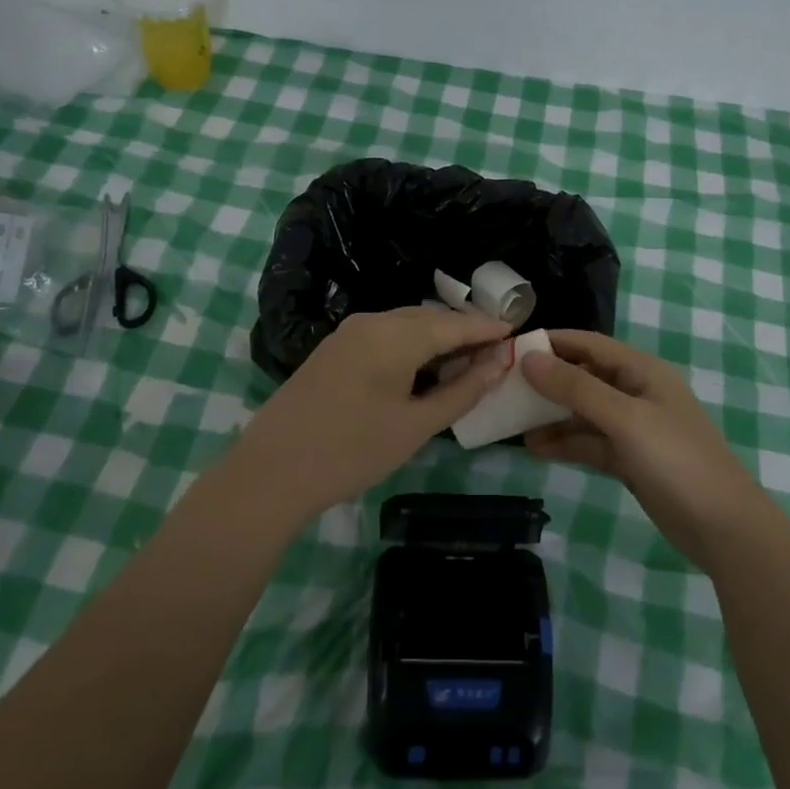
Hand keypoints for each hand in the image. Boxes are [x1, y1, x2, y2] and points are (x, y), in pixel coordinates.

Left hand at [228, 306, 511, 522]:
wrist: (272, 470)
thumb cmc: (352, 450)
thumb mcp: (415, 426)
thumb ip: (461, 391)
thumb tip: (498, 363)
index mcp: (396, 334)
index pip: (455, 323)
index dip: (488, 329)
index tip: (517, 334)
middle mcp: (373, 321)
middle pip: (430, 318)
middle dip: (464, 331)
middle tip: (495, 352)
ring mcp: (349, 332)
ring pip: (406, 324)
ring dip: (437, 337)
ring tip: (465, 361)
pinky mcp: (334, 348)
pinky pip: (385, 334)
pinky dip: (412, 344)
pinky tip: (422, 367)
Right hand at [521, 330, 773, 570]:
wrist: (723, 527)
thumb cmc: (676, 460)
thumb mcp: (624, 418)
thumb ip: (576, 388)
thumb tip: (529, 359)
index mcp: (641, 371)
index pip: (589, 344)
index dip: (552, 343)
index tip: (511, 348)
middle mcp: (636, 392)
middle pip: (583, 377)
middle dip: (546, 381)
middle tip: (504, 387)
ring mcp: (633, 428)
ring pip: (583, 412)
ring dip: (551, 415)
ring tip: (512, 420)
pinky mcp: (630, 460)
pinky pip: (590, 443)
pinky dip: (565, 444)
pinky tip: (536, 448)